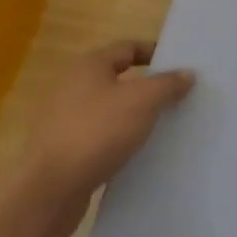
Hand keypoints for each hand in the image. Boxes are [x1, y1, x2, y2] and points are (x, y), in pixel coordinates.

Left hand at [0, 41, 194, 236]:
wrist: (50, 188)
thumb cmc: (98, 132)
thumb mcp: (142, 101)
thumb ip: (167, 84)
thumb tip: (186, 73)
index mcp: (88, 66)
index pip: (128, 48)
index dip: (156, 53)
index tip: (182, 67)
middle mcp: (72, 86)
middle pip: (119, 78)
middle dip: (149, 87)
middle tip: (180, 98)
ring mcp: (64, 119)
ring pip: (110, 109)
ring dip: (136, 115)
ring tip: (166, 126)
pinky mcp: (64, 148)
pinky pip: (101, 136)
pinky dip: (121, 139)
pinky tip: (139, 152)